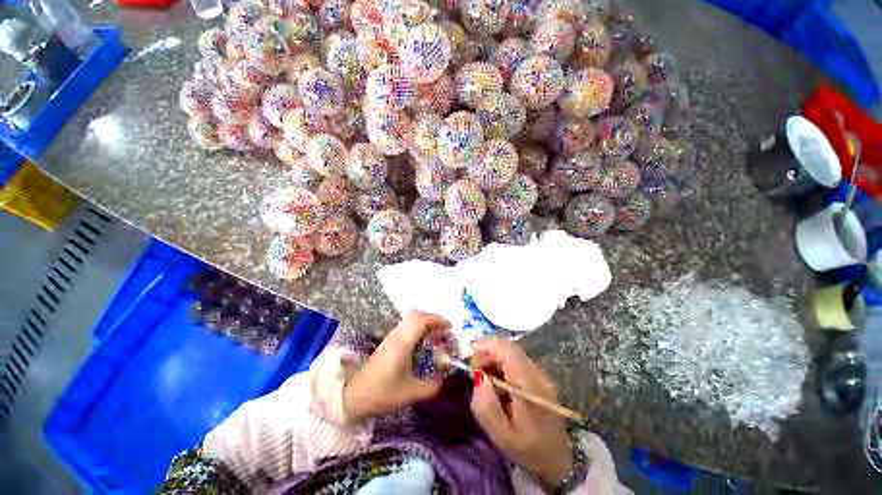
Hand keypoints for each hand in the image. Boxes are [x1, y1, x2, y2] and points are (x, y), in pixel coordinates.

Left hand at [342, 311, 448, 422]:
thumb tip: (445, 381)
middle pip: (416, 315)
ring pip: (410, 319)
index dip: (437, 320)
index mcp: (403, 342)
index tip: (449, 327)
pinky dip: (417, 327)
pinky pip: (406, 326)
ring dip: (424, 322)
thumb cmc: (382, 392)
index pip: (422, 320)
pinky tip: (421, 342)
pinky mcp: (388, 341)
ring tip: (435, 335)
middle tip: (443, 330)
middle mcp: (397, 334)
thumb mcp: (410, 392)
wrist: (353, 394)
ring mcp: (391, 336)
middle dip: (432, 319)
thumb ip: (431, 387)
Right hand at [469, 338, 573, 488]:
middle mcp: (537, 373)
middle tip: (474, 370)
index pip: (507, 349)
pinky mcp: (539, 377)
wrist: (560, 461)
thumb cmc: (529, 451)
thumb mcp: (502, 436)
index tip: (470, 354)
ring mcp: (540, 374)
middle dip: (487, 351)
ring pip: (512, 352)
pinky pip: (516, 361)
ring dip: (493, 357)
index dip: (486, 345)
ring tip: (483, 377)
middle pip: (509, 347)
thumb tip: (477, 376)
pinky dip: (501, 364)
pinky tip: (496, 382)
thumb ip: (486, 406)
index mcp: (529, 385)